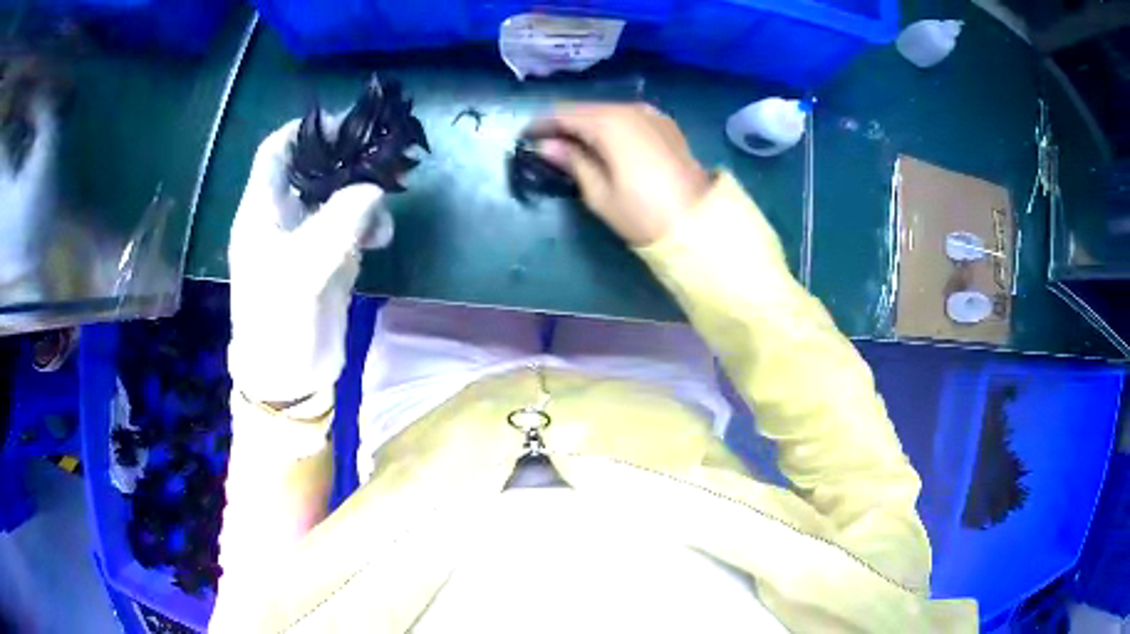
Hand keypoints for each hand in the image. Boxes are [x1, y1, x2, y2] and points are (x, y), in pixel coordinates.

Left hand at [227, 120, 391, 403]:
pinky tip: (381, 240)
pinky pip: (353, 225)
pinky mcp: (329, 258)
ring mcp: (308, 237)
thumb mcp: (300, 272)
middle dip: (345, 159)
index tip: (343, 123)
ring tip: (382, 206)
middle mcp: (284, 216)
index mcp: (262, 211)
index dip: (304, 131)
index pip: (276, 152)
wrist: (289, 378)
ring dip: (363, 194)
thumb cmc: (278, 324)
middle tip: (380, 154)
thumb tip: (373, 190)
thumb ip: (336, 226)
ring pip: (338, 195)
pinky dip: (370, 225)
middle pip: (313, 168)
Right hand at [526, 103, 709, 246]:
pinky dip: (610, 126)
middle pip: (586, 109)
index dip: (542, 125)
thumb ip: (572, 161)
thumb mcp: (599, 193)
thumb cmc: (642, 213)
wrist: (698, 223)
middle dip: (564, 123)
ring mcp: (651, 115)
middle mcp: (630, 109)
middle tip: (546, 143)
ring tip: (572, 144)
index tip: (525, 137)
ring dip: (587, 124)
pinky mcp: (665, 125)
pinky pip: (627, 117)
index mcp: (609, 123)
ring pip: (607, 111)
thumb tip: (547, 145)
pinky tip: (603, 142)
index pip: (565, 114)